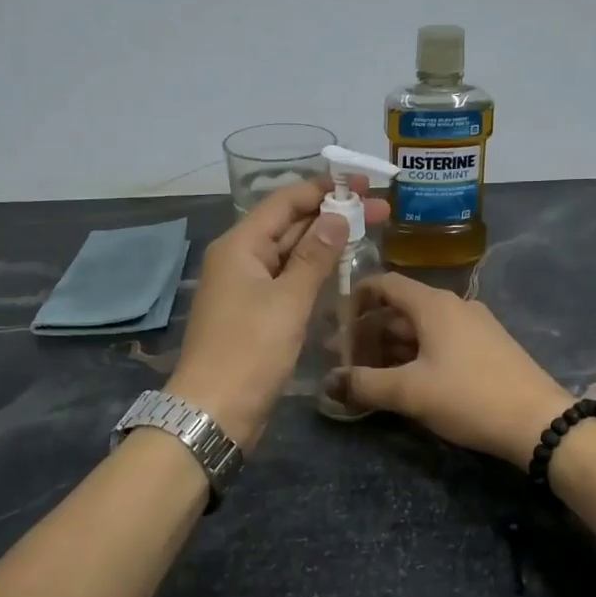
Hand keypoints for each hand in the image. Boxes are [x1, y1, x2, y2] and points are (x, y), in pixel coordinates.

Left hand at [166, 178, 388, 449]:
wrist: (215, 411)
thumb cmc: (250, 351)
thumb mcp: (288, 300)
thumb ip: (314, 256)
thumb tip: (337, 216)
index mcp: (240, 246)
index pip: (285, 202)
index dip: (325, 190)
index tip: (364, 185)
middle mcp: (240, 258)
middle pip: (289, 225)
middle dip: (333, 215)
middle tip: (381, 211)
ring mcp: (246, 286)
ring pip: (290, 253)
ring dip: (325, 243)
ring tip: (369, 233)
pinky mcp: (255, 312)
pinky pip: (287, 279)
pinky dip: (313, 271)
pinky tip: (341, 269)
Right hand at [325, 275, 574, 463]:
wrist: (538, 422)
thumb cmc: (469, 396)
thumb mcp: (410, 392)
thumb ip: (364, 384)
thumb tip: (328, 383)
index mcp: (434, 304)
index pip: (385, 283)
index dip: (355, 297)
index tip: (332, 319)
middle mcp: (454, 306)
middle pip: (400, 308)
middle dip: (368, 330)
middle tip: (340, 357)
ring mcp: (474, 327)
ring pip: (420, 328)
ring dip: (390, 346)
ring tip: (365, 372)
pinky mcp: (487, 348)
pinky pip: (440, 342)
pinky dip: (415, 354)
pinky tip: (403, 380)